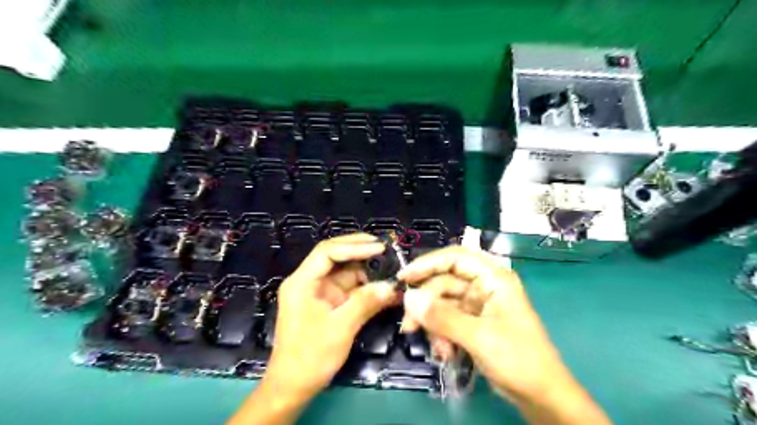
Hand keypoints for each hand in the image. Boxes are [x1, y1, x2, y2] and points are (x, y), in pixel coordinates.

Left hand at [264, 234, 398, 399]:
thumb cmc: (310, 357)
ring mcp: (319, 292)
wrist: (293, 387)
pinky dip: (366, 288)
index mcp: (302, 282)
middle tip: (386, 248)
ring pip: (345, 272)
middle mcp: (309, 282)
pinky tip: (383, 287)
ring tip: (391, 268)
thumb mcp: (341, 328)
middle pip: (335, 257)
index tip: (379, 247)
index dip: (354, 246)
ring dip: (367, 271)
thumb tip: (391, 286)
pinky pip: (349, 289)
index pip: (328, 252)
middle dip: (361, 251)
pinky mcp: (328, 303)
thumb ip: (366, 302)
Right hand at [401, 246, 579, 400]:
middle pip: (443, 283)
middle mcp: (484, 286)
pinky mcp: (472, 323)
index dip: (427, 263)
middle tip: (409, 325)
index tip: (403, 278)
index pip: (455, 258)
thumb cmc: (518, 359)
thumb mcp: (478, 337)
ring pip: (442, 304)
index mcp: (493, 278)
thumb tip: (408, 297)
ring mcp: (477, 305)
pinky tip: (445, 353)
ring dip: (433, 324)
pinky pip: (447, 320)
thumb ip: (442, 316)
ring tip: (437, 349)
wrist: (541, 396)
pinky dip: (441, 334)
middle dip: (426, 305)